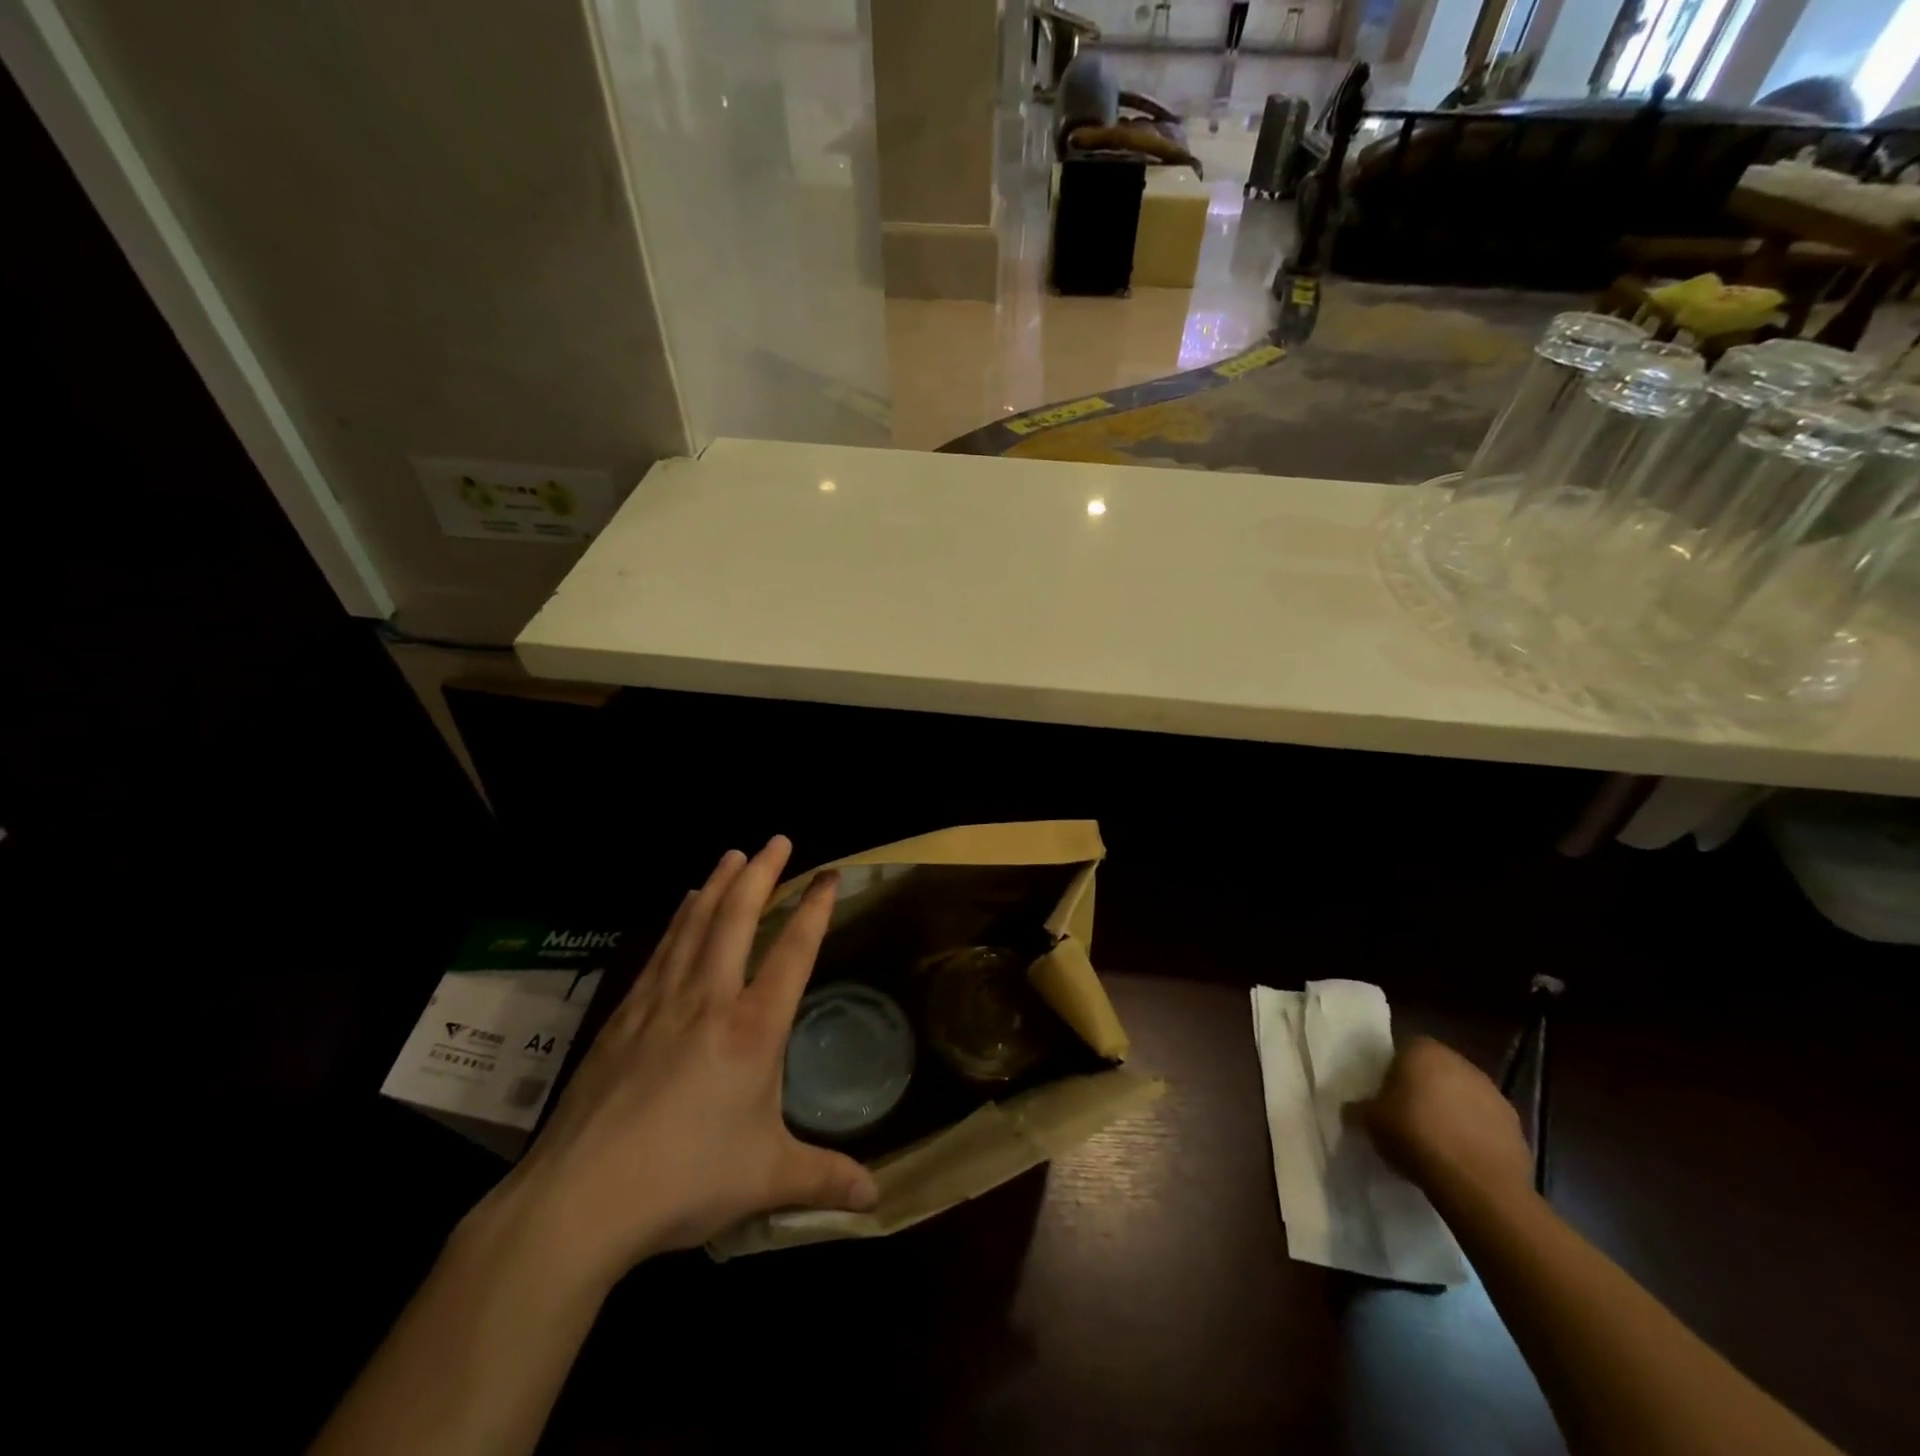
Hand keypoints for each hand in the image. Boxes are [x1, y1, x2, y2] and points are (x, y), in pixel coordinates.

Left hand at [479, 836, 877, 1286]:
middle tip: (777, 839)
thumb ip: (824, 1178)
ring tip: (731, 855)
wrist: (579, 1199)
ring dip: (717, 885)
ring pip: (695, 925)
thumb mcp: (766, 1179)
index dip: (814, 909)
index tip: (828, 875)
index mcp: (752, 1029)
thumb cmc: (684, 1180)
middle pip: (738, 918)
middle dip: (762, 873)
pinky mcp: (624, 1016)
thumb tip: (876, 1200)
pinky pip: (660, 951)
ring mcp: (661, 1003)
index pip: (793, 952)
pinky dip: (677, 919)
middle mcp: (709, 1000)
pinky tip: (681, 907)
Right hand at [1350, 1036, 1533, 1209]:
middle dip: (1423, 1089)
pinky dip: (1474, 1135)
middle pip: (1435, 1071)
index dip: (1392, 1071)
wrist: (1479, 1185)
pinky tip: (1460, 1158)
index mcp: (1423, 1050)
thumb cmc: (1415, 1136)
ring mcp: (1493, 1093)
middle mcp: (1461, 1062)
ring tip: (1435, 1141)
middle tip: (1406, 1115)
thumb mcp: (1370, 1121)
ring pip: (1462, 1096)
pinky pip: (1484, 1124)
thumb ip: (1359, 1108)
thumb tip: (1352, 1108)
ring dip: (1451, 1111)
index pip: (1403, 1049)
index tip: (1384, 1095)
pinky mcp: (1516, 1126)